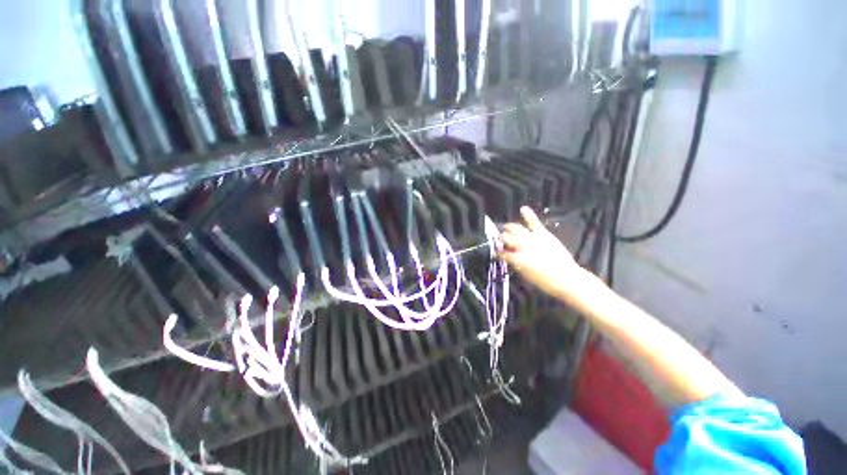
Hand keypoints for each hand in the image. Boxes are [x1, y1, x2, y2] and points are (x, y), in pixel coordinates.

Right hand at [499, 207, 582, 298]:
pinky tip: (523, 208)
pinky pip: (534, 223)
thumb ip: (516, 264)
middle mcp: (522, 246)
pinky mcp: (543, 234)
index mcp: (516, 258)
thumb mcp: (526, 276)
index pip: (501, 253)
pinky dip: (528, 215)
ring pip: (515, 228)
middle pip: (506, 237)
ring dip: (508, 228)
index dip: (497, 253)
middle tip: (499, 240)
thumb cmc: (545, 282)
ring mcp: (532, 238)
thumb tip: (510, 258)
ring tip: (505, 228)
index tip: (496, 254)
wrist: (567, 278)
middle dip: (500, 239)